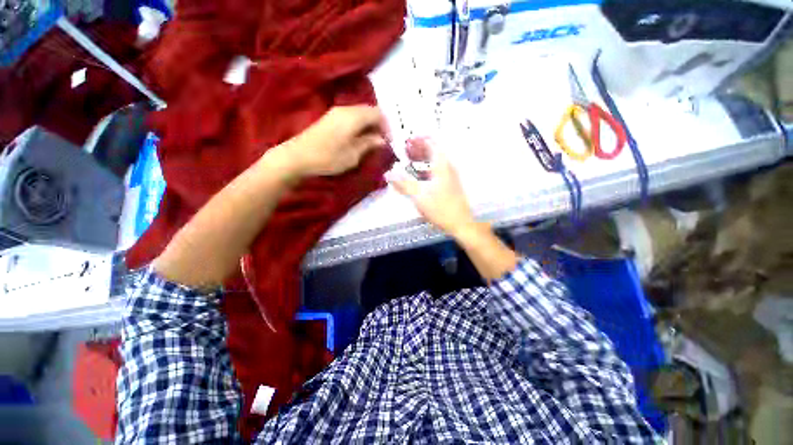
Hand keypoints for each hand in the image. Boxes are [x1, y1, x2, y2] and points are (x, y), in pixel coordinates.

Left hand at [286, 105, 389, 176]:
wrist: (298, 156)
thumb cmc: (328, 158)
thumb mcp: (353, 155)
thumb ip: (369, 144)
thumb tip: (382, 140)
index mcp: (354, 116)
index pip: (378, 113)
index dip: (387, 127)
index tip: (389, 142)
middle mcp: (346, 109)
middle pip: (369, 111)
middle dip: (379, 125)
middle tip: (381, 143)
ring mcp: (336, 112)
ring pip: (360, 114)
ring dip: (369, 126)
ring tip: (371, 142)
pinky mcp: (330, 118)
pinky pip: (351, 117)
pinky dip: (359, 126)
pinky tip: (358, 139)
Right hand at [389, 138, 475, 237]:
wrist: (461, 224)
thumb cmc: (441, 209)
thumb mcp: (419, 196)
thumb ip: (404, 184)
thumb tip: (388, 174)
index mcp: (442, 166)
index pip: (431, 144)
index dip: (419, 139)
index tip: (406, 140)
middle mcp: (448, 167)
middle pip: (434, 151)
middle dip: (419, 148)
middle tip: (405, 150)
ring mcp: (450, 176)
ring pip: (435, 161)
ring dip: (422, 159)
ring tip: (409, 160)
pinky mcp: (450, 185)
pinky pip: (437, 170)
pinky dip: (427, 168)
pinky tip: (419, 176)